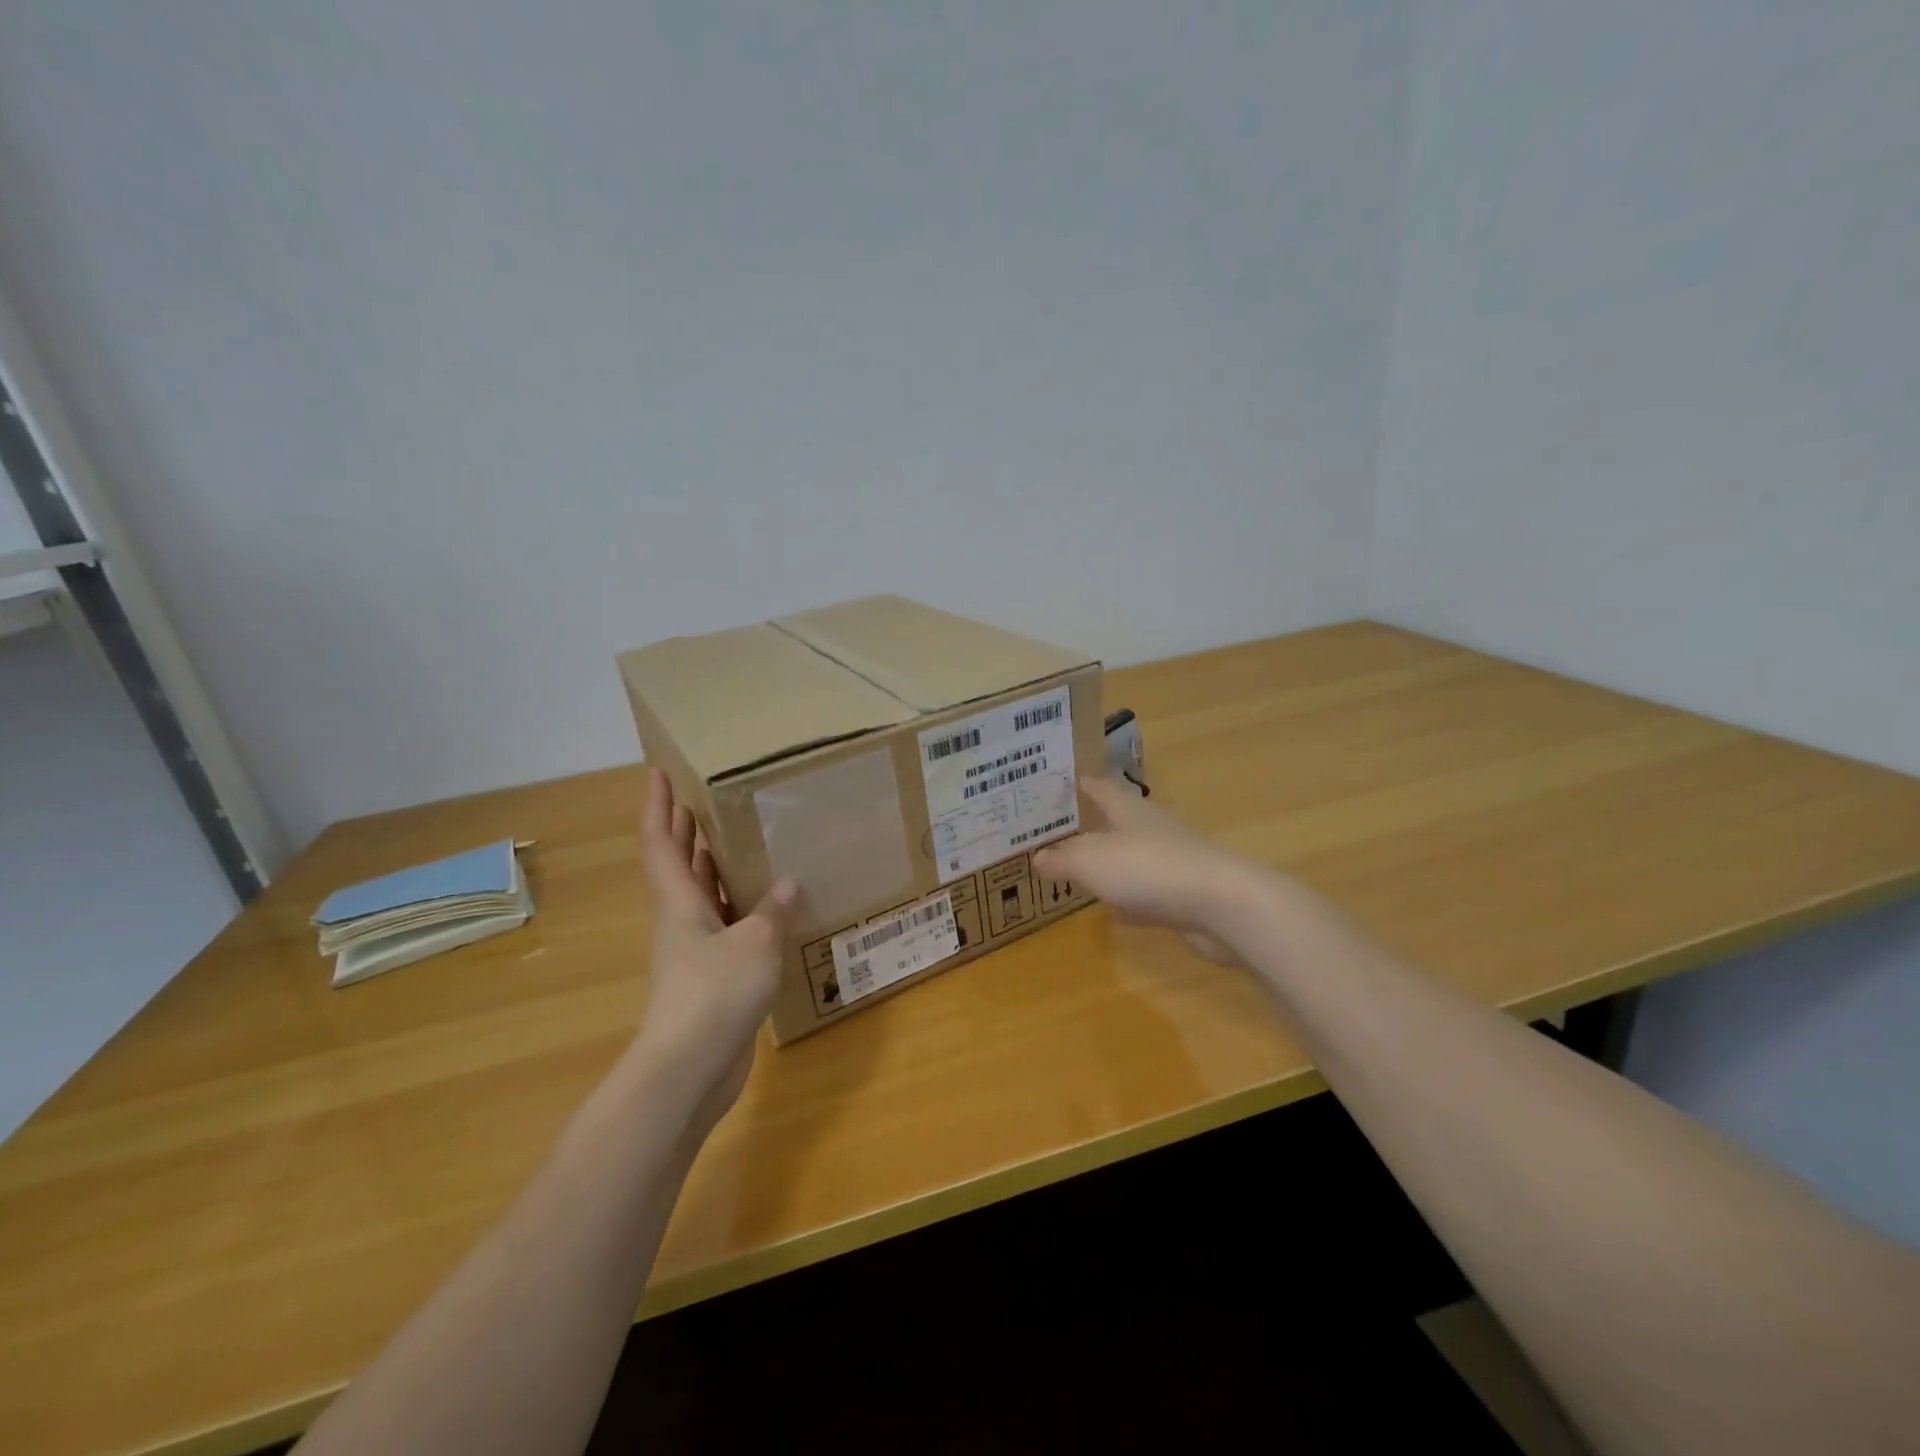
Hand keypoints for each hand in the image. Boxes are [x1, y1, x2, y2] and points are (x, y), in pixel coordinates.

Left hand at [633, 770, 795, 1134]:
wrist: (689, 1069)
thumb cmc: (714, 993)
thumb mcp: (755, 942)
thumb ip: (773, 909)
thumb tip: (788, 883)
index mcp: (680, 903)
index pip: (660, 843)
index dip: (657, 806)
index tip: (658, 772)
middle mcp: (680, 921)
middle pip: (677, 866)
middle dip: (685, 830)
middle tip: (702, 798)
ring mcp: (693, 951)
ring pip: (701, 897)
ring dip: (714, 868)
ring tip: (741, 841)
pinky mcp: (711, 978)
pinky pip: (725, 927)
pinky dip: (740, 908)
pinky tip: (769, 906)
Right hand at [1033, 777, 1264, 964]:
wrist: (1221, 905)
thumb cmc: (1148, 868)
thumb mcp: (1091, 861)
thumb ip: (1063, 859)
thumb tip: (1037, 857)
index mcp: (1129, 809)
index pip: (1102, 787)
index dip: (1083, 783)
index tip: (1065, 780)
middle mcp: (1152, 828)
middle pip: (1118, 820)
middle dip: (1094, 824)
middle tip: (1062, 829)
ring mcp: (1172, 861)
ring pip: (1133, 856)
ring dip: (1111, 861)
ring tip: (1082, 868)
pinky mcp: (1185, 894)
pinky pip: (1148, 891)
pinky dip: (1130, 897)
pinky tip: (1115, 910)